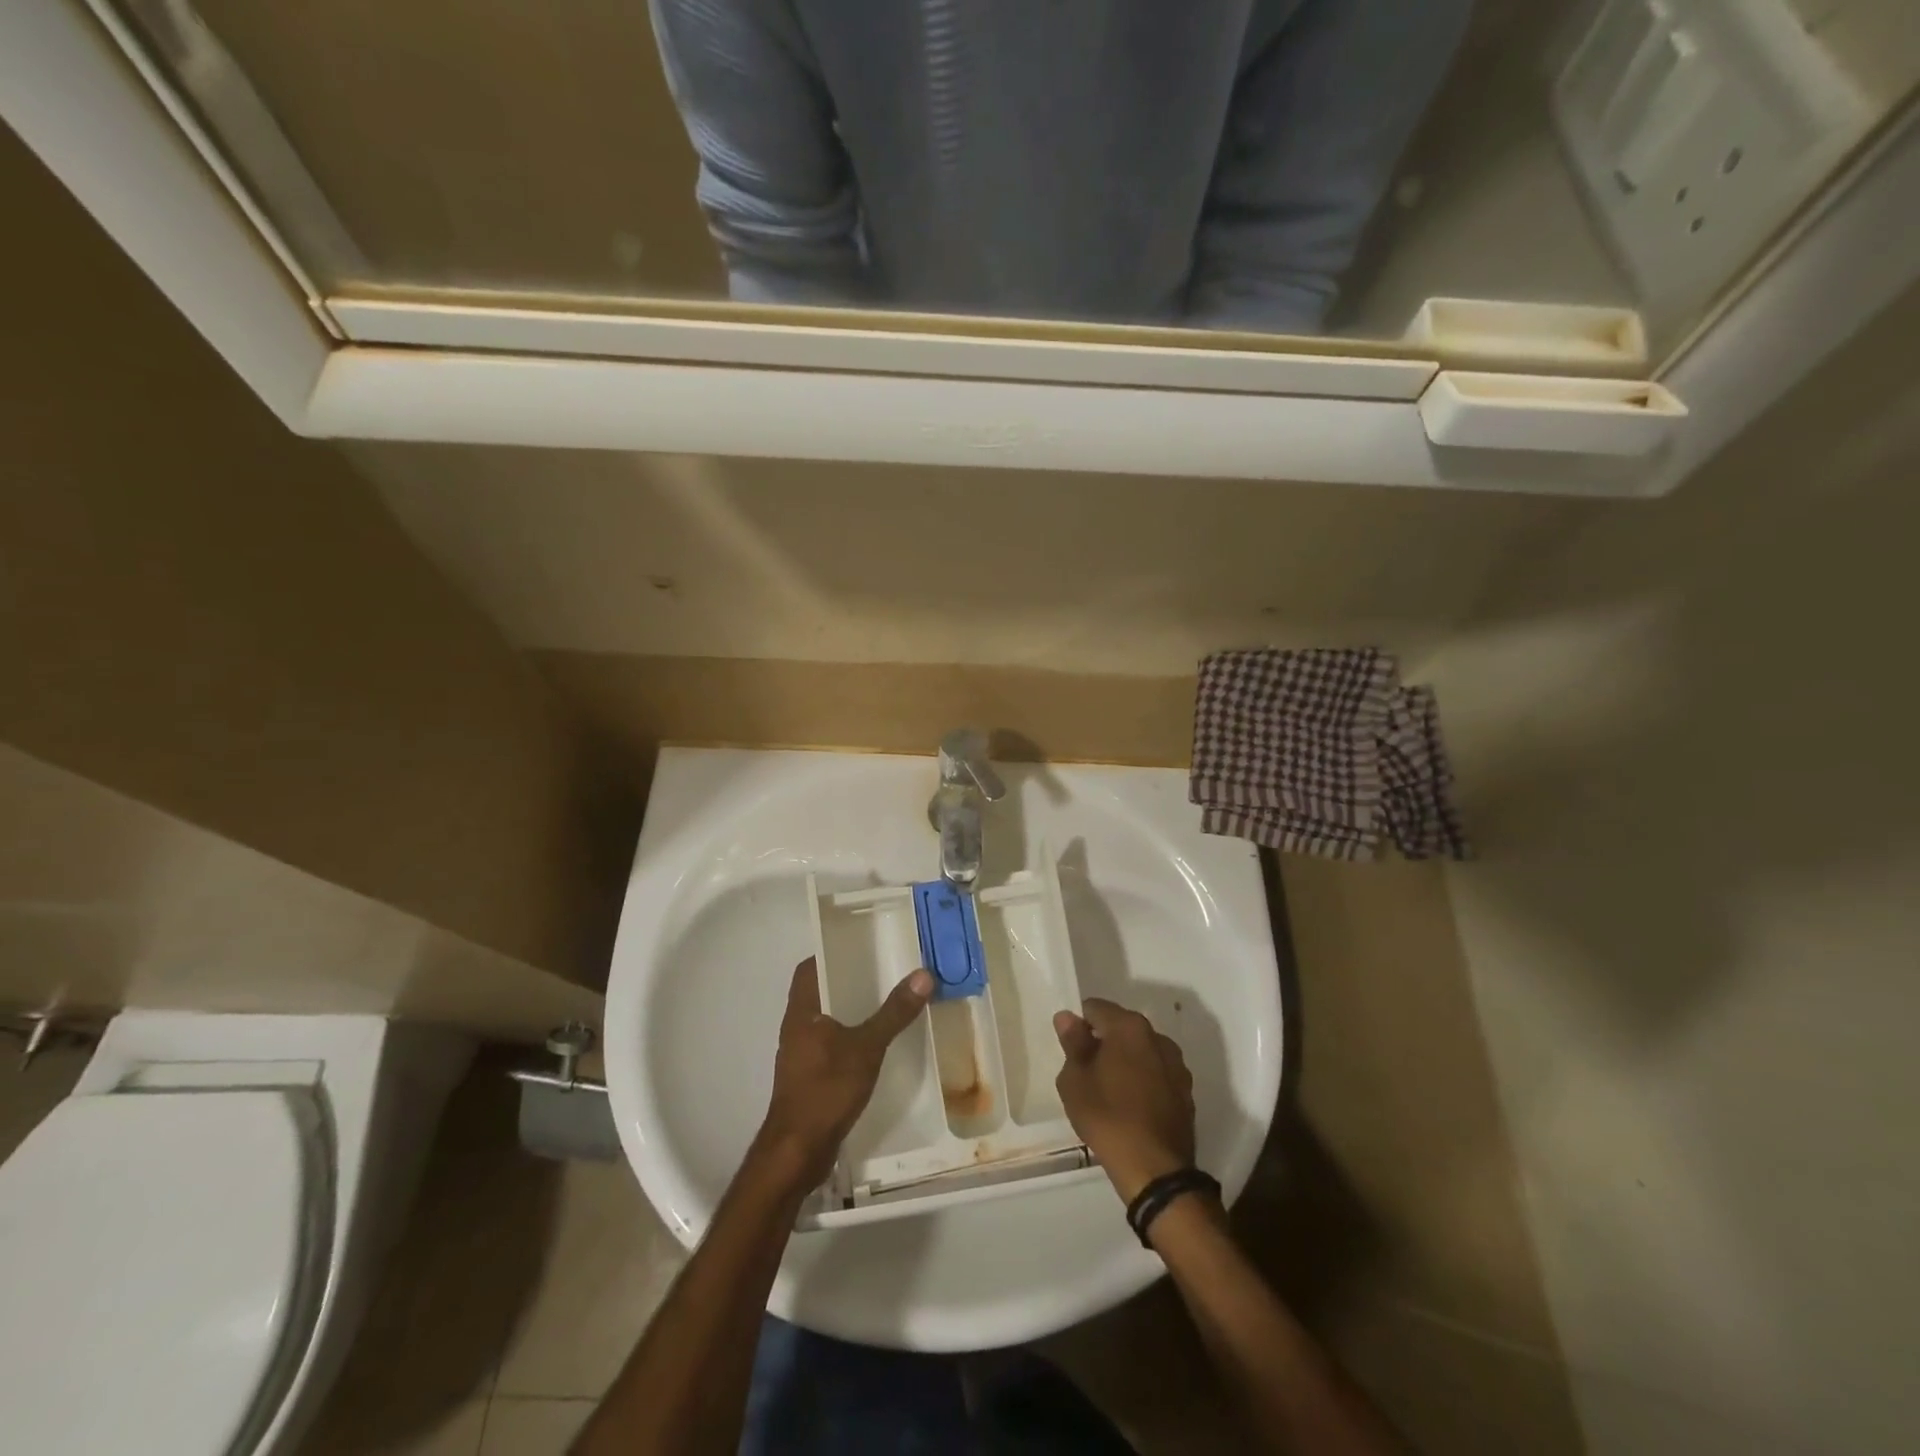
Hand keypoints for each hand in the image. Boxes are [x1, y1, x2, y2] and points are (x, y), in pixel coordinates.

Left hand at [758, 957, 934, 1187]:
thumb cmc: (826, 1090)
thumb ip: (894, 1013)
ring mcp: (800, 1054)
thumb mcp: (866, 1047)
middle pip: (819, 991)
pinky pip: (830, 1044)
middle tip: (883, 968)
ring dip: (849, 1009)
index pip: (809, 967)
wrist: (797, 1151)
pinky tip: (875, 1043)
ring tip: (884, 1001)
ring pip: (825, 1019)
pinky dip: (849, 1036)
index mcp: (802, 1011)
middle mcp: (797, 1026)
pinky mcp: (808, 1077)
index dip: (830, 952)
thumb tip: (923, 975)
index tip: (860, 944)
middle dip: (848, 979)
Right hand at [1054, 999, 1197, 1203]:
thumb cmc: (1108, 1117)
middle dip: (1104, 1042)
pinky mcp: (1186, 1091)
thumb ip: (1072, 1043)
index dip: (1080, 1025)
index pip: (1096, 1008)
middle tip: (1087, 1073)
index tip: (1072, 1052)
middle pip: (1121, 1027)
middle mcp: (1157, 1037)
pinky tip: (1133, 1106)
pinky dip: (1143, 1080)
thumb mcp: (1075, 1080)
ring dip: (1126, 1060)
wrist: (1155, 1171)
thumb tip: (1067, 1016)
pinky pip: (1157, 1073)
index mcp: (1129, 1027)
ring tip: (1111, 1092)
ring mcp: (1176, 1064)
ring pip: (1141, 1050)